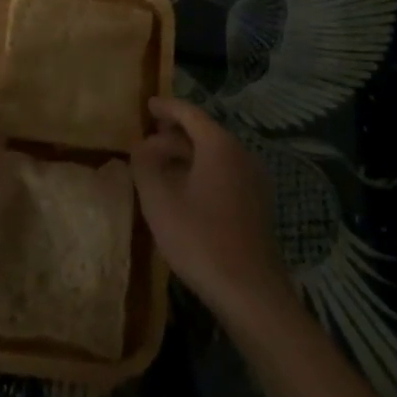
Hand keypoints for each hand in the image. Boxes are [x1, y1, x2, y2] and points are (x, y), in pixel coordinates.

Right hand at [133, 97, 290, 323]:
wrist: (250, 292)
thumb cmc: (200, 239)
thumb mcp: (159, 200)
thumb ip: (145, 165)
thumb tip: (140, 145)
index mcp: (219, 145)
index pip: (190, 113)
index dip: (166, 107)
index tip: (147, 105)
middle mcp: (240, 153)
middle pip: (204, 132)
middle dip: (174, 133)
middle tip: (148, 139)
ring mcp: (253, 179)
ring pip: (215, 154)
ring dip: (187, 154)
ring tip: (161, 166)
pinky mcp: (256, 204)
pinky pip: (224, 173)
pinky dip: (202, 171)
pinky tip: (184, 191)